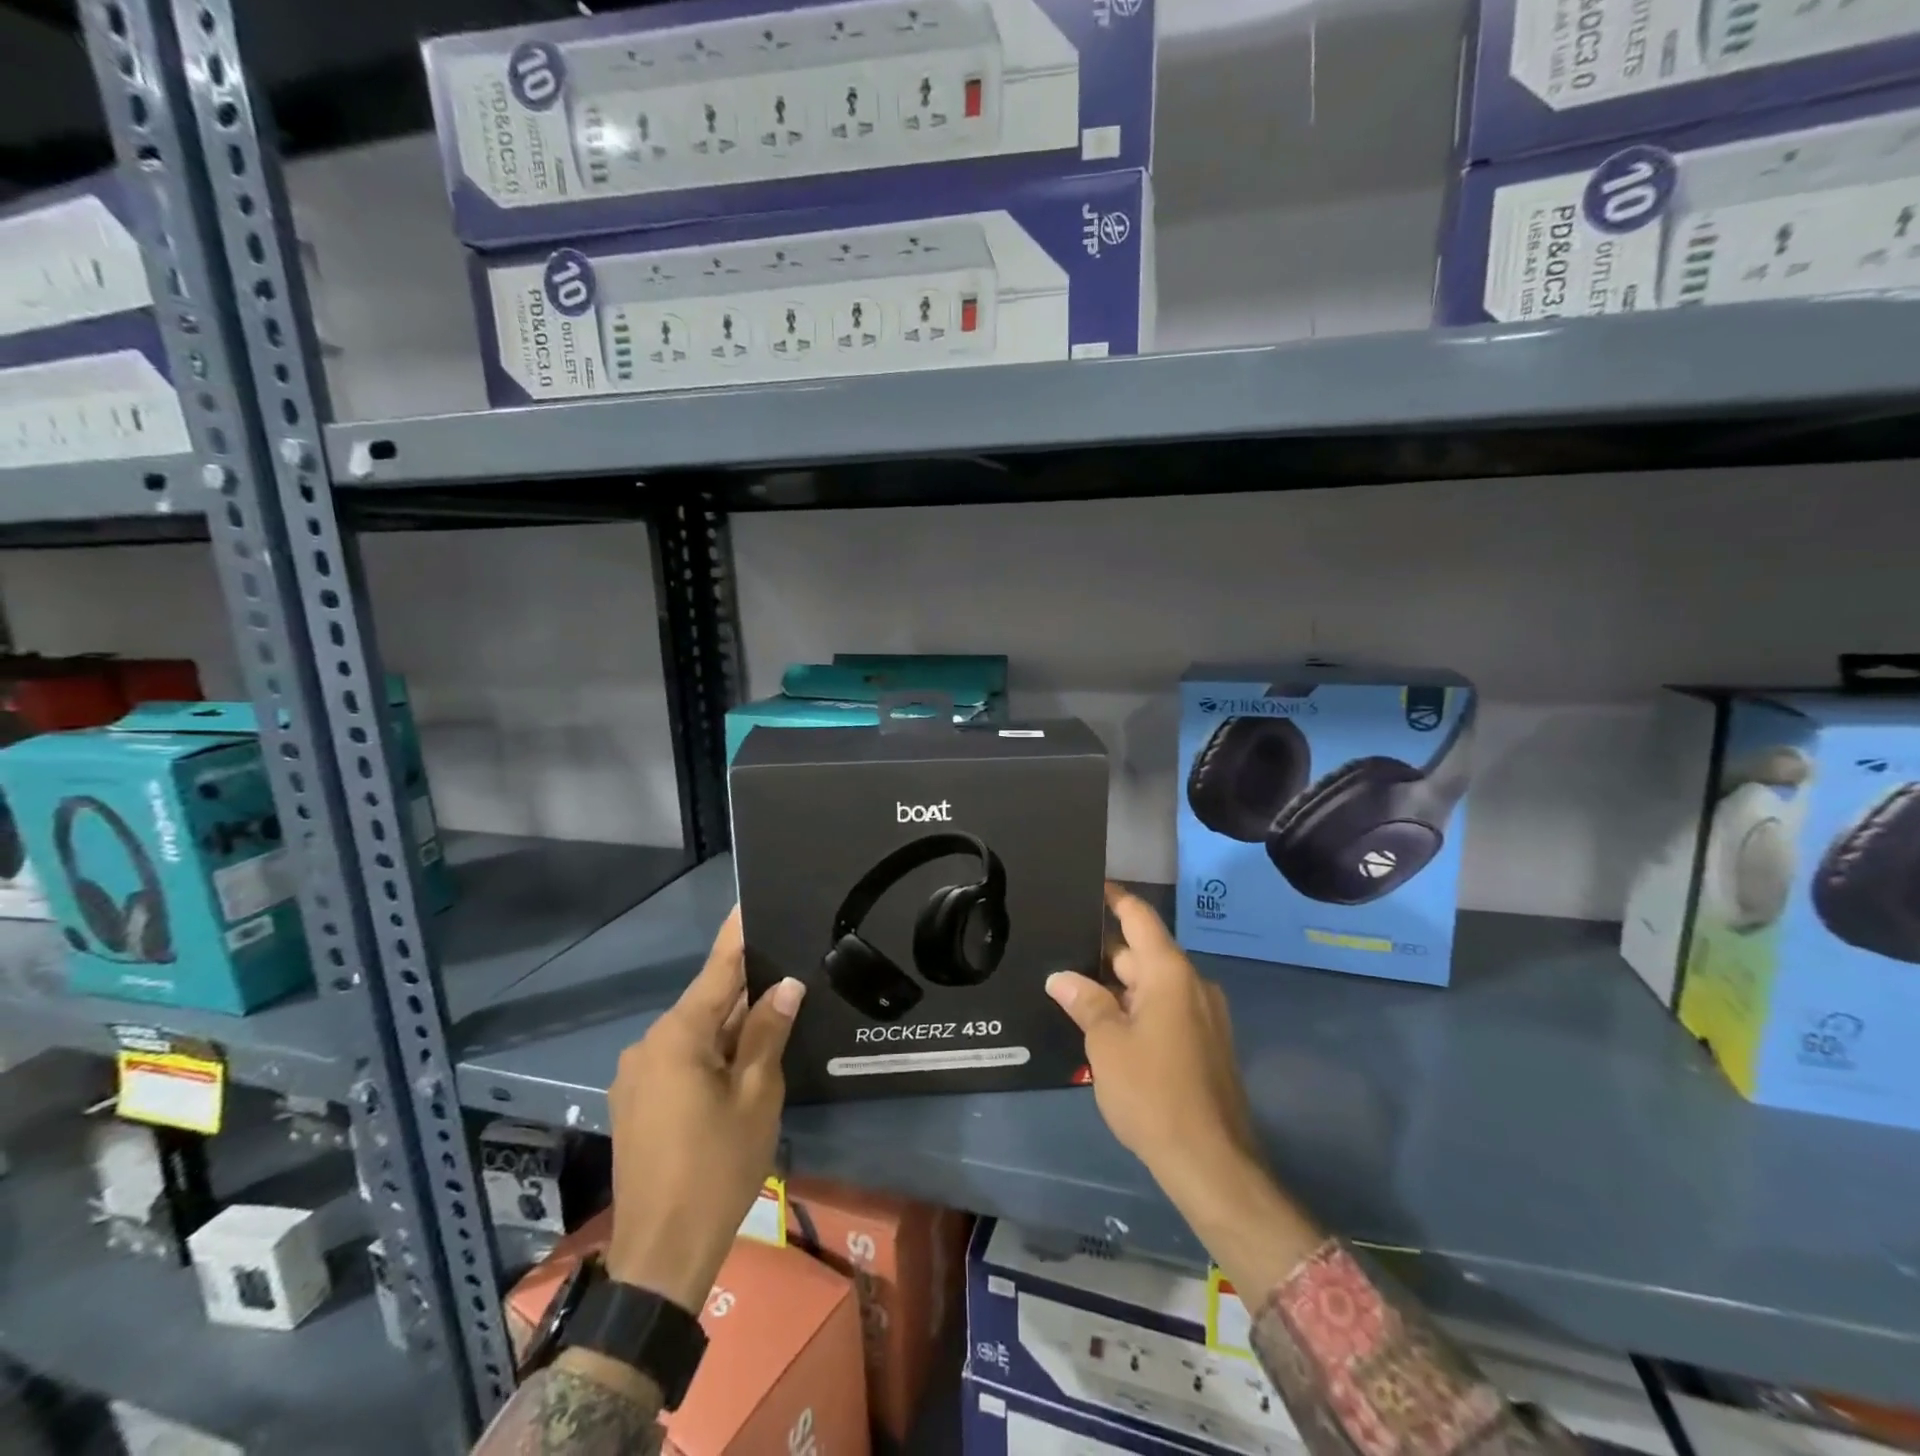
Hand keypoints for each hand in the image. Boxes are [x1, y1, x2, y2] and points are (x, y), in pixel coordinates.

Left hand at [604, 908, 805, 1311]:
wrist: (661, 1255)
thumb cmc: (718, 1168)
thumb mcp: (757, 1096)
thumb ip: (769, 1032)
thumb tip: (786, 986)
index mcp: (678, 1036)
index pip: (717, 969)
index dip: (737, 935)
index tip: (750, 900)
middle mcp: (648, 1044)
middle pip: (706, 1002)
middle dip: (744, 989)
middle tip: (785, 970)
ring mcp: (636, 1075)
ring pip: (693, 1033)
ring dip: (729, 1026)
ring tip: (772, 1016)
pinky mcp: (635, 1102)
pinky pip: (678, 1058)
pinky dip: (710, 1052)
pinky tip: (738, 1061)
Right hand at [1047, 885, 1317, 1292]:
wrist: (1212, 1164)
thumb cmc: (1154, 1094)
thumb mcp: (1107, 1044)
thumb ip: (1085, 1002)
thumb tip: (1061, 977)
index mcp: (1170, 973)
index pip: (1139, 917)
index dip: (1114, 897)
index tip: (1088, 883)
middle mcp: (1192, 984)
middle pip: (1142, 952)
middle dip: (1103, 953)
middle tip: (1059, 949)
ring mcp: (1204, 1015)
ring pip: (1152, 984)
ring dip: (1117, 986)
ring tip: (1074, 988)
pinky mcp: (1206, 1043)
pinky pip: (1165, 1009)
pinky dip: (1136, 1008)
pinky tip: (1105, 1024)